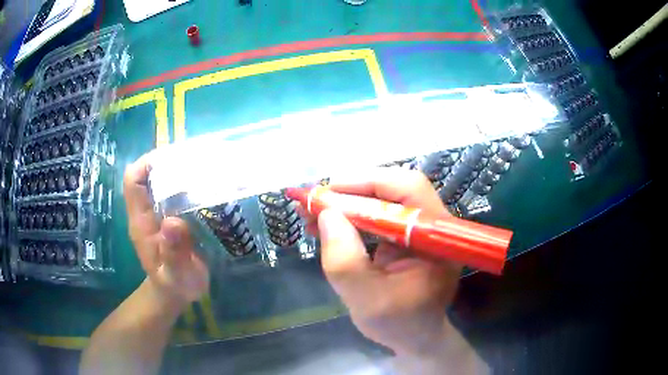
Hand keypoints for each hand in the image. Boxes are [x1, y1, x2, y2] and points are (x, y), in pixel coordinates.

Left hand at [123, 155, 208, 309]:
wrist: (177, 293)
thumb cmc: (175, 286)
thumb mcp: (176, 276)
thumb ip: (173, 254)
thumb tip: (172, 222)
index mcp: (141, 222)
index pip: (133, 181)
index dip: (146, 164)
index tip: (172, 159)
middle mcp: (147, 212)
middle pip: (149, 175)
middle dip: (169, 163)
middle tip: (199, 160)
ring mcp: (159, 213)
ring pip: (163, 181)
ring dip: (181, 171)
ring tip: (207, 168)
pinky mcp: (172, 215)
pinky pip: (177, 192)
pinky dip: (190, 184)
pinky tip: (209, 185)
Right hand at [301, 169, 462, 355]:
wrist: (415, 336)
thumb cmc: (398, 324)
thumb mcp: (366, 300)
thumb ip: (345, 261)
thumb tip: (326, 214)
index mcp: (436, 238)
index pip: (409, 190)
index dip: (367, 183)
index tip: (327, 192)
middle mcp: (433, 224)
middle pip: (395, 188)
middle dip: (351, 191)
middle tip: (315, 201)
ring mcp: (420, 228)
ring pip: (383, 198)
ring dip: (346, 202)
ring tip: (312, 212)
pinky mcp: (406, 234)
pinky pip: (377, 213)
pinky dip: (350, 215)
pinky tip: (325, 223)